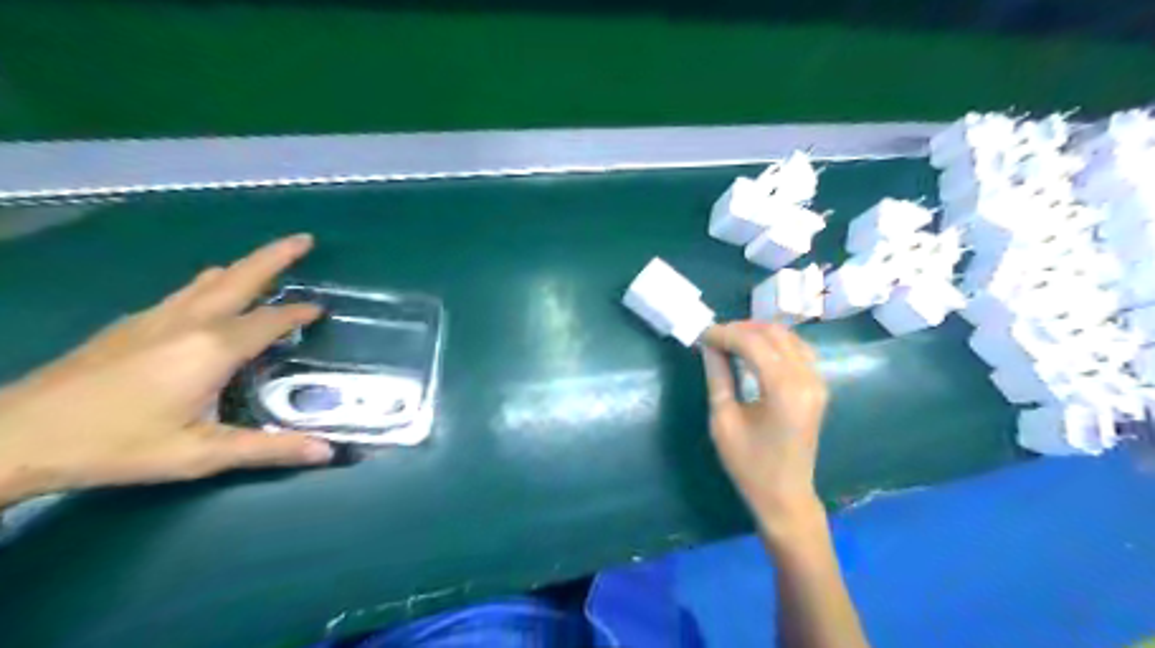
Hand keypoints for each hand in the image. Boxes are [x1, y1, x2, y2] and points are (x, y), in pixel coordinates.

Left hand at [0, 234, 333, 507]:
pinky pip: (187, 291)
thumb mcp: (199, 454)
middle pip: (241, 277)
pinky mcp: (131, 324)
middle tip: (305, 239)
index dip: (299, 314)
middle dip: (277, 255)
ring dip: (245, 267)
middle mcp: (189, 321)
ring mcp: (155, 318)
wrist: (13, 436)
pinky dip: (215, 283)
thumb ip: (269, 449)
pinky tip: (212, 295)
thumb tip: (327, 452)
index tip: (322, 310)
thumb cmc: (116, 446)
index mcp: (212, 348)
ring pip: (211, 279)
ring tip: (268, 263)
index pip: (270, 320)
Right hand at [700, 322, 825, 539]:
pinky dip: (774, 343)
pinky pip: (797, 349)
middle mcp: (807, 378)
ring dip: (757, 333)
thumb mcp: (724, 419)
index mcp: (783, 389)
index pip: (752, 342)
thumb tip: (708, 345)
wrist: (786, 495)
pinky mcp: (818, 385)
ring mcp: (817, 380)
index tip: (701, 334)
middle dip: (740, 329)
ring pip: (788, 336)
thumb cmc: (749, 464)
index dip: (724, 333)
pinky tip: (754, 351)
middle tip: (713, 338)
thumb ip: (718, 376)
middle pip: (773, 333)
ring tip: (729, 342)